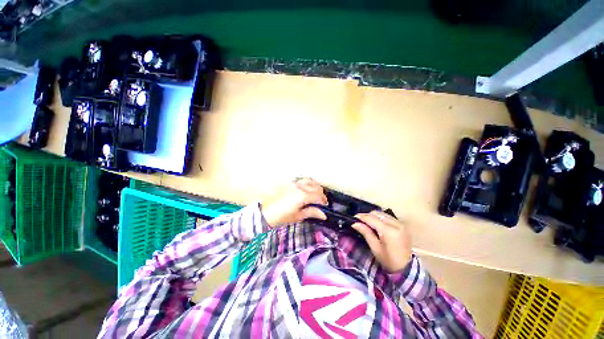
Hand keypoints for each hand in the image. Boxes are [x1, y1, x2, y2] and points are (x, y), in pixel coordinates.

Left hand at [261, 178, 327, 226]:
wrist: (265, 213)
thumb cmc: (281, 217)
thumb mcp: (298, 216)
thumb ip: (312, 212)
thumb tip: (323, 215)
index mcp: (302, 196)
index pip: (318, 196)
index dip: (323, 201)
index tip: (325, 206)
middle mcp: (299, 187)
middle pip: (316, 187)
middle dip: (321, 194)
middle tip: (321, 202)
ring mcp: (294, 184)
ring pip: (310, 181)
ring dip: (315, 187)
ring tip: (315, 194)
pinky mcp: (289, 183)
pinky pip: (302, 180)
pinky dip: (308, 183)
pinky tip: (307, 189)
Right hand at [352, 210, 411, 272]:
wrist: (405, 269)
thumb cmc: (388, 260)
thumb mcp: (375, 247)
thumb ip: (366, 232)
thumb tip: (355, 223)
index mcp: (389, 231)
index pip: (372, 218)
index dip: (362, 217)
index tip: (354, 218)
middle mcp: (396, 224)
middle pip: (378, 214)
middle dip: (367, 215)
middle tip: (360, 221)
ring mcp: (400, 224)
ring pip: (383, 214)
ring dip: (374, 216)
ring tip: (367, 222)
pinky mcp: (402, 226)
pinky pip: (388, 217)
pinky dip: (381, 218)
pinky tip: (376, 224)